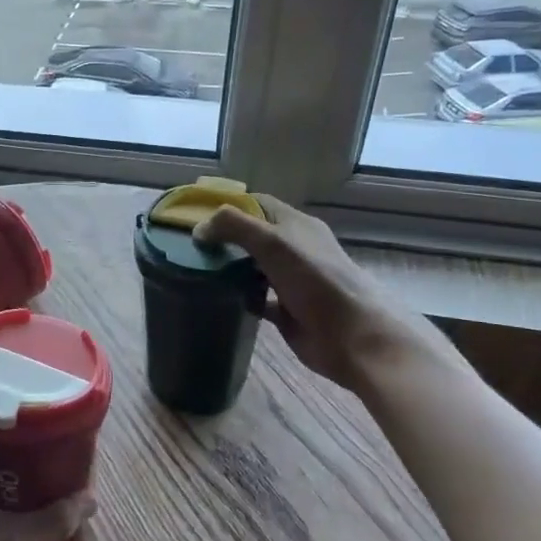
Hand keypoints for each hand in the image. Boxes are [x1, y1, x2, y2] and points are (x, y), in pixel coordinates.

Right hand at [193, 194, 438, 392]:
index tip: (194, 214)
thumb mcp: (274, 243)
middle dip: (223, 238)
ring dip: (228, 268)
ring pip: (251, 267)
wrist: (353, 337)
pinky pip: (255, 298)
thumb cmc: (316, 281)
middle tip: (187, 245)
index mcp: (295, 225)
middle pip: (252, 236)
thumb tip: (199, 229)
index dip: (227, 204)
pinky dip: (237, 297)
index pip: (256, 204)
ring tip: (194, 269)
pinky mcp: (286, 311)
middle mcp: (293, 249)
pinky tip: (216, 299)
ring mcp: (290, 281)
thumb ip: (235, 228)